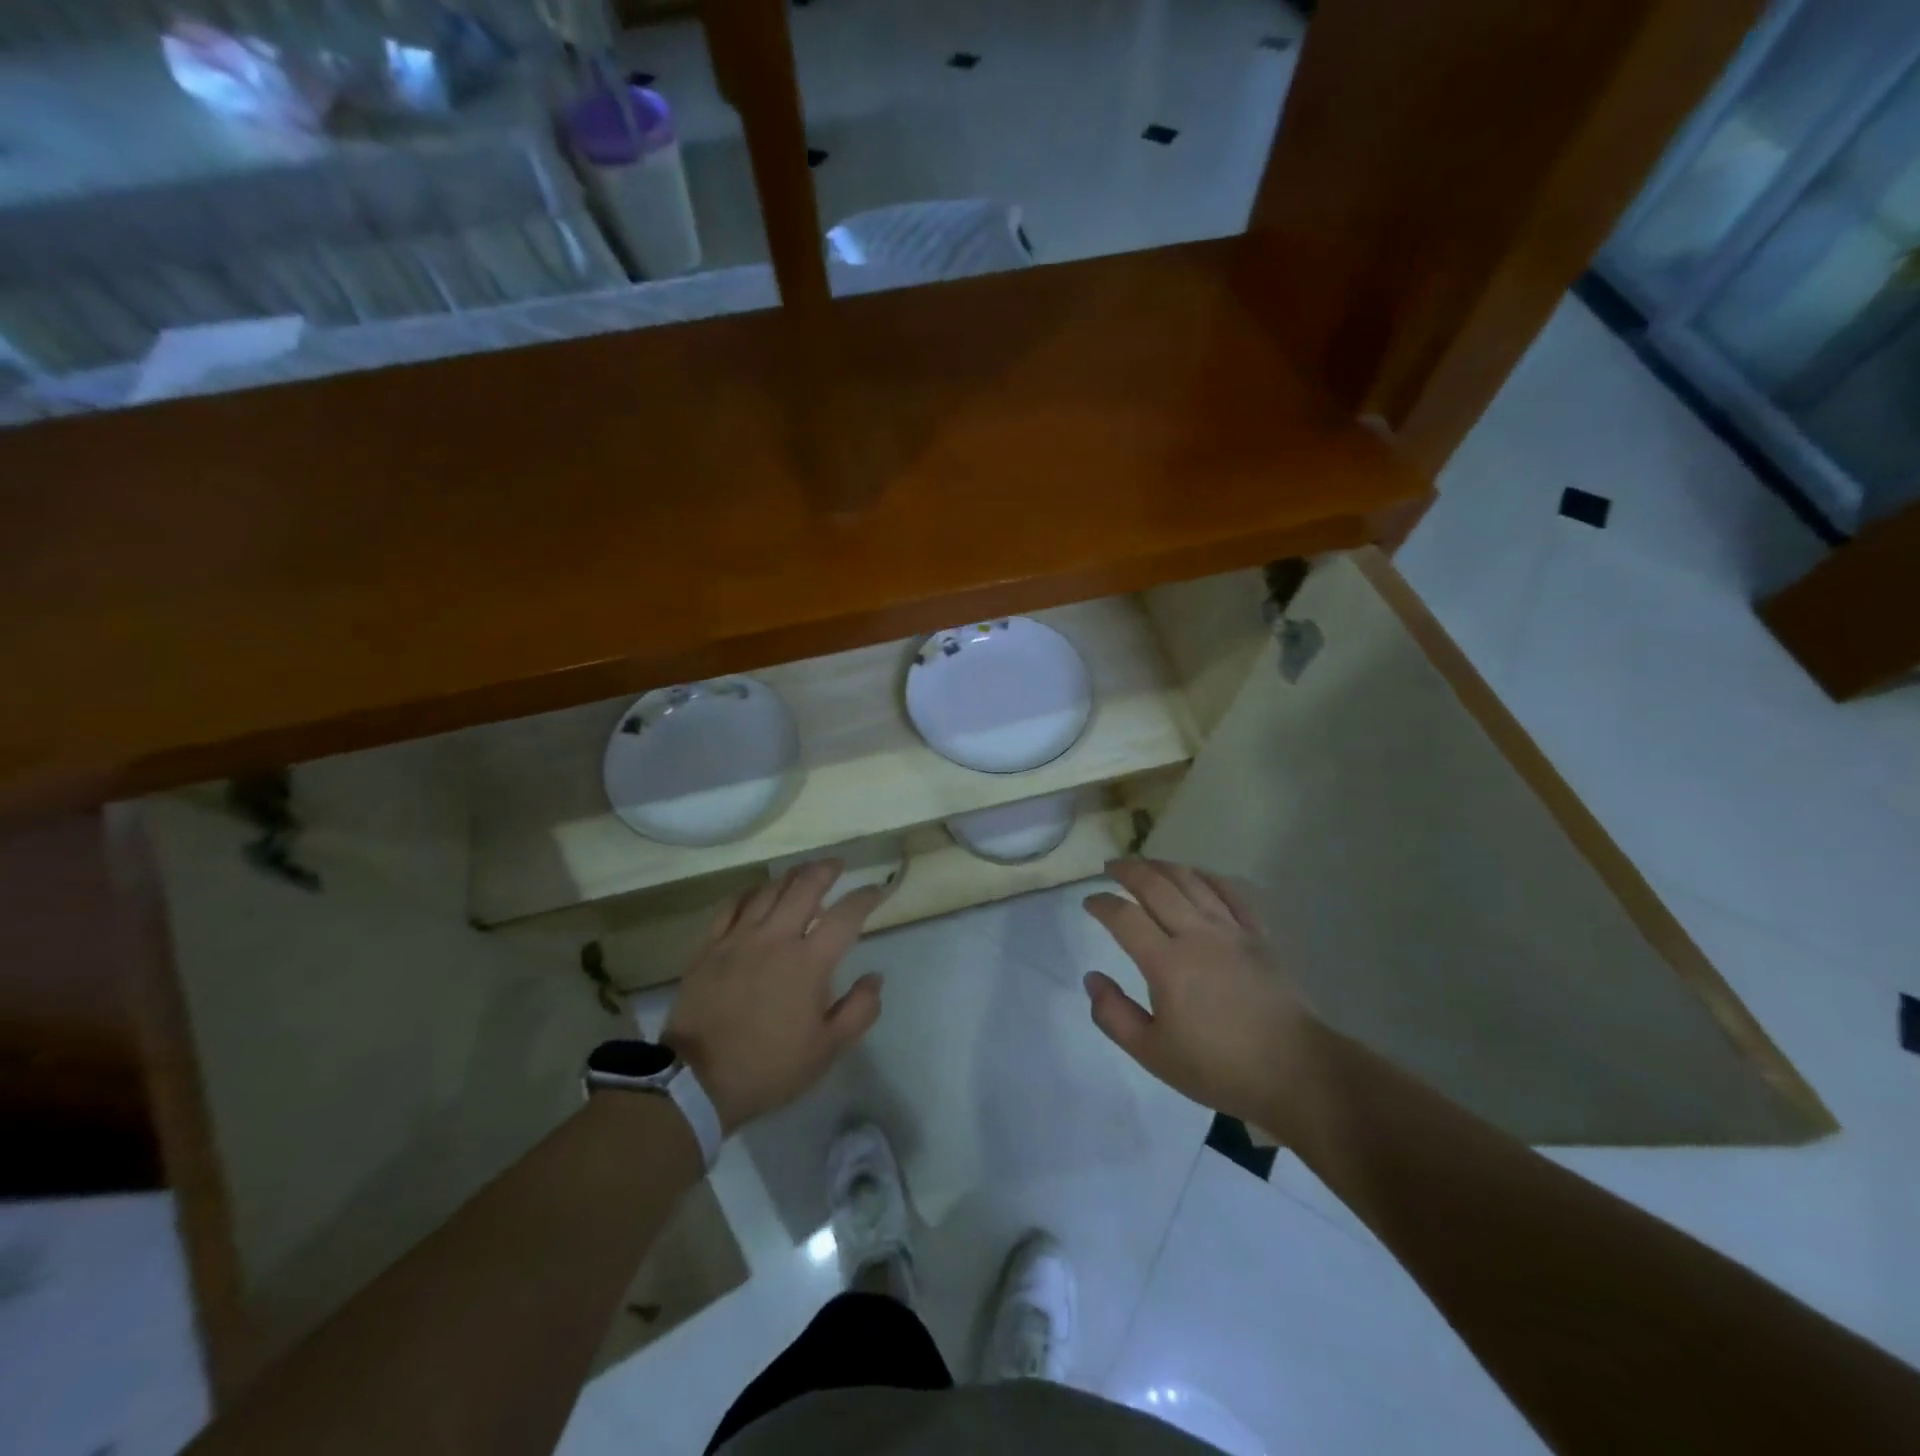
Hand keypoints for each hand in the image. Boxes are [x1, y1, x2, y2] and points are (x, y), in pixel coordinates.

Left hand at [663, 862, 885, 1134]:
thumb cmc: (770, 1067)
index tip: (878, 890)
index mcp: (809, 962)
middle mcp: (776, 938)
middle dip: (826, 870)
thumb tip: (876, 977)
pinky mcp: (710, 947)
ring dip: (791, 877)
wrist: (697, 1081)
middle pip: (805, 886)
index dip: (866, 897)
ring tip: (802, 875)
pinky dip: (751, 893)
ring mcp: (739, 938)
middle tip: (837, 865)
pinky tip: (758, 894)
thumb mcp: (827, 1049)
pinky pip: (732, 905)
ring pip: (769, 890)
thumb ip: (860, 1010)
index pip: (846, 915)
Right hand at [1082, 859, 1316, 1129]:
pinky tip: (1198, 874)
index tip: (1089, 901)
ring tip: (1146, 864)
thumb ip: (1114, 1014)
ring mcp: (1232, 931)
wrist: (1294, 1072)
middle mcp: (1196, 935)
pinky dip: (1209, 876)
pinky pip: (1232, 892)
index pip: (1124, 917)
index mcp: (1166, 963)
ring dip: (1163, 866)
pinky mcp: (1259, 935)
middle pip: (1156, 886)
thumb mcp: (1152, 1054)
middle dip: (1128, 871)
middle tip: (1111, 867)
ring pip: (1192, 881)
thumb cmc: (1218, 1067)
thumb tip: (1092, 978)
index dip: (1101, 904)